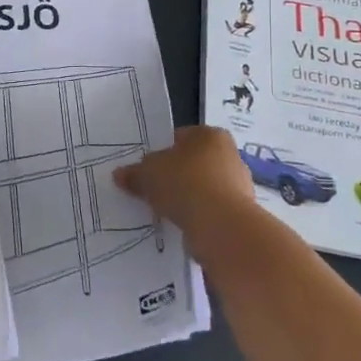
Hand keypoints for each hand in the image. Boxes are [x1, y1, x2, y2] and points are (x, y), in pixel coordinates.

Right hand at [113, 127, 266, 257]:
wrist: (221, 226)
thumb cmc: (184, 184)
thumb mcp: (147, 174)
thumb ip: (133, 173)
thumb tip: (120, 175)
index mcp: (210, 135)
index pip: (179, 137)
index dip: (160, 152)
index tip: (146, 169)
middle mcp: (230, 155)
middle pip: (193, 163)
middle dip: (174, 175)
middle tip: (152, 189)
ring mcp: (239, 185)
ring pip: (202, 187)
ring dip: (186, 197)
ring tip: (164, 210)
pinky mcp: (240, 213)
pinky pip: (210, 209)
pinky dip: (197, 215)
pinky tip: (180, 224)